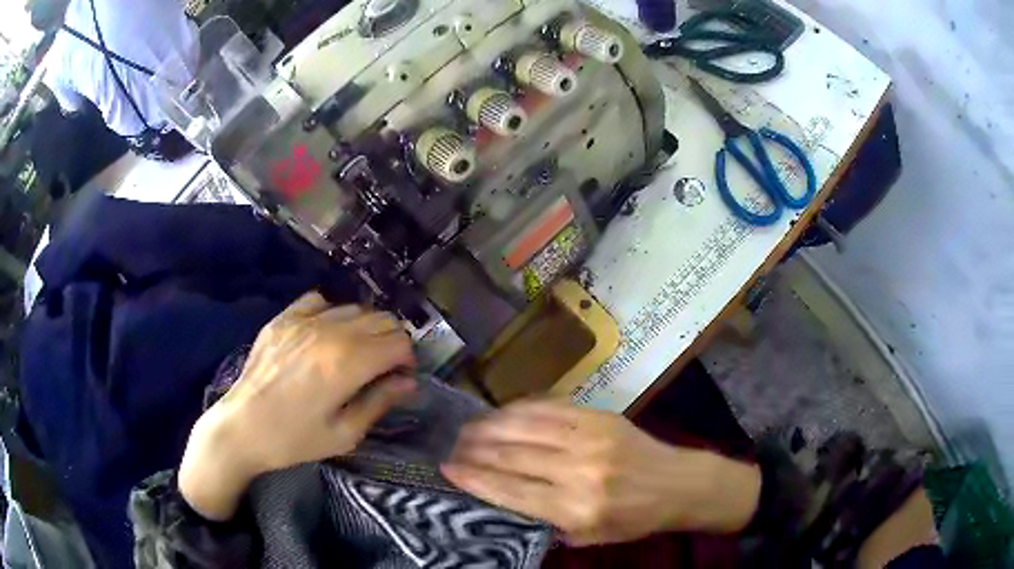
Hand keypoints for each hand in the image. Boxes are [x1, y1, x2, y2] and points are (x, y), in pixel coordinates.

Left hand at [179, 292, 415, 519]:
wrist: (240, 428)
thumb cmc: (294, 440)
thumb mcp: (344, 433)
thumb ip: (379, 402)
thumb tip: (408, 382)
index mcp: (348, 363)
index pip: (398, 342)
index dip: (407, 360)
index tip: (400, 378)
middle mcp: (330, 331)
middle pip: (382, 319)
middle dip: (391, 342)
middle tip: (382, 369)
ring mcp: (303, 319)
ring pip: (355, 308)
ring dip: (365, 329)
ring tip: (354, 354)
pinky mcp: (283, 317)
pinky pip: (319, 300)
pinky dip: (332, 314)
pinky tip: (324, 336)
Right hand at [442, 400, 760, 545]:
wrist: (677, 484)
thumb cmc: (632, 519)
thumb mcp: (588, 538)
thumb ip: (544, 523)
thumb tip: (501, 498)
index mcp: (576, 509)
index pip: (511, 491)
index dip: (474, 478)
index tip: (447, 468)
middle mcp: (579, 472)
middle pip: (512, 456)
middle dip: (474, 449)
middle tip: (451, 445)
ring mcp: (591, 439)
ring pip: (525, 426)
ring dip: (490, 425)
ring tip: (468, 427)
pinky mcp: (600, 416)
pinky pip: (550, 407)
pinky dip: (519, 409)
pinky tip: (502, 412)